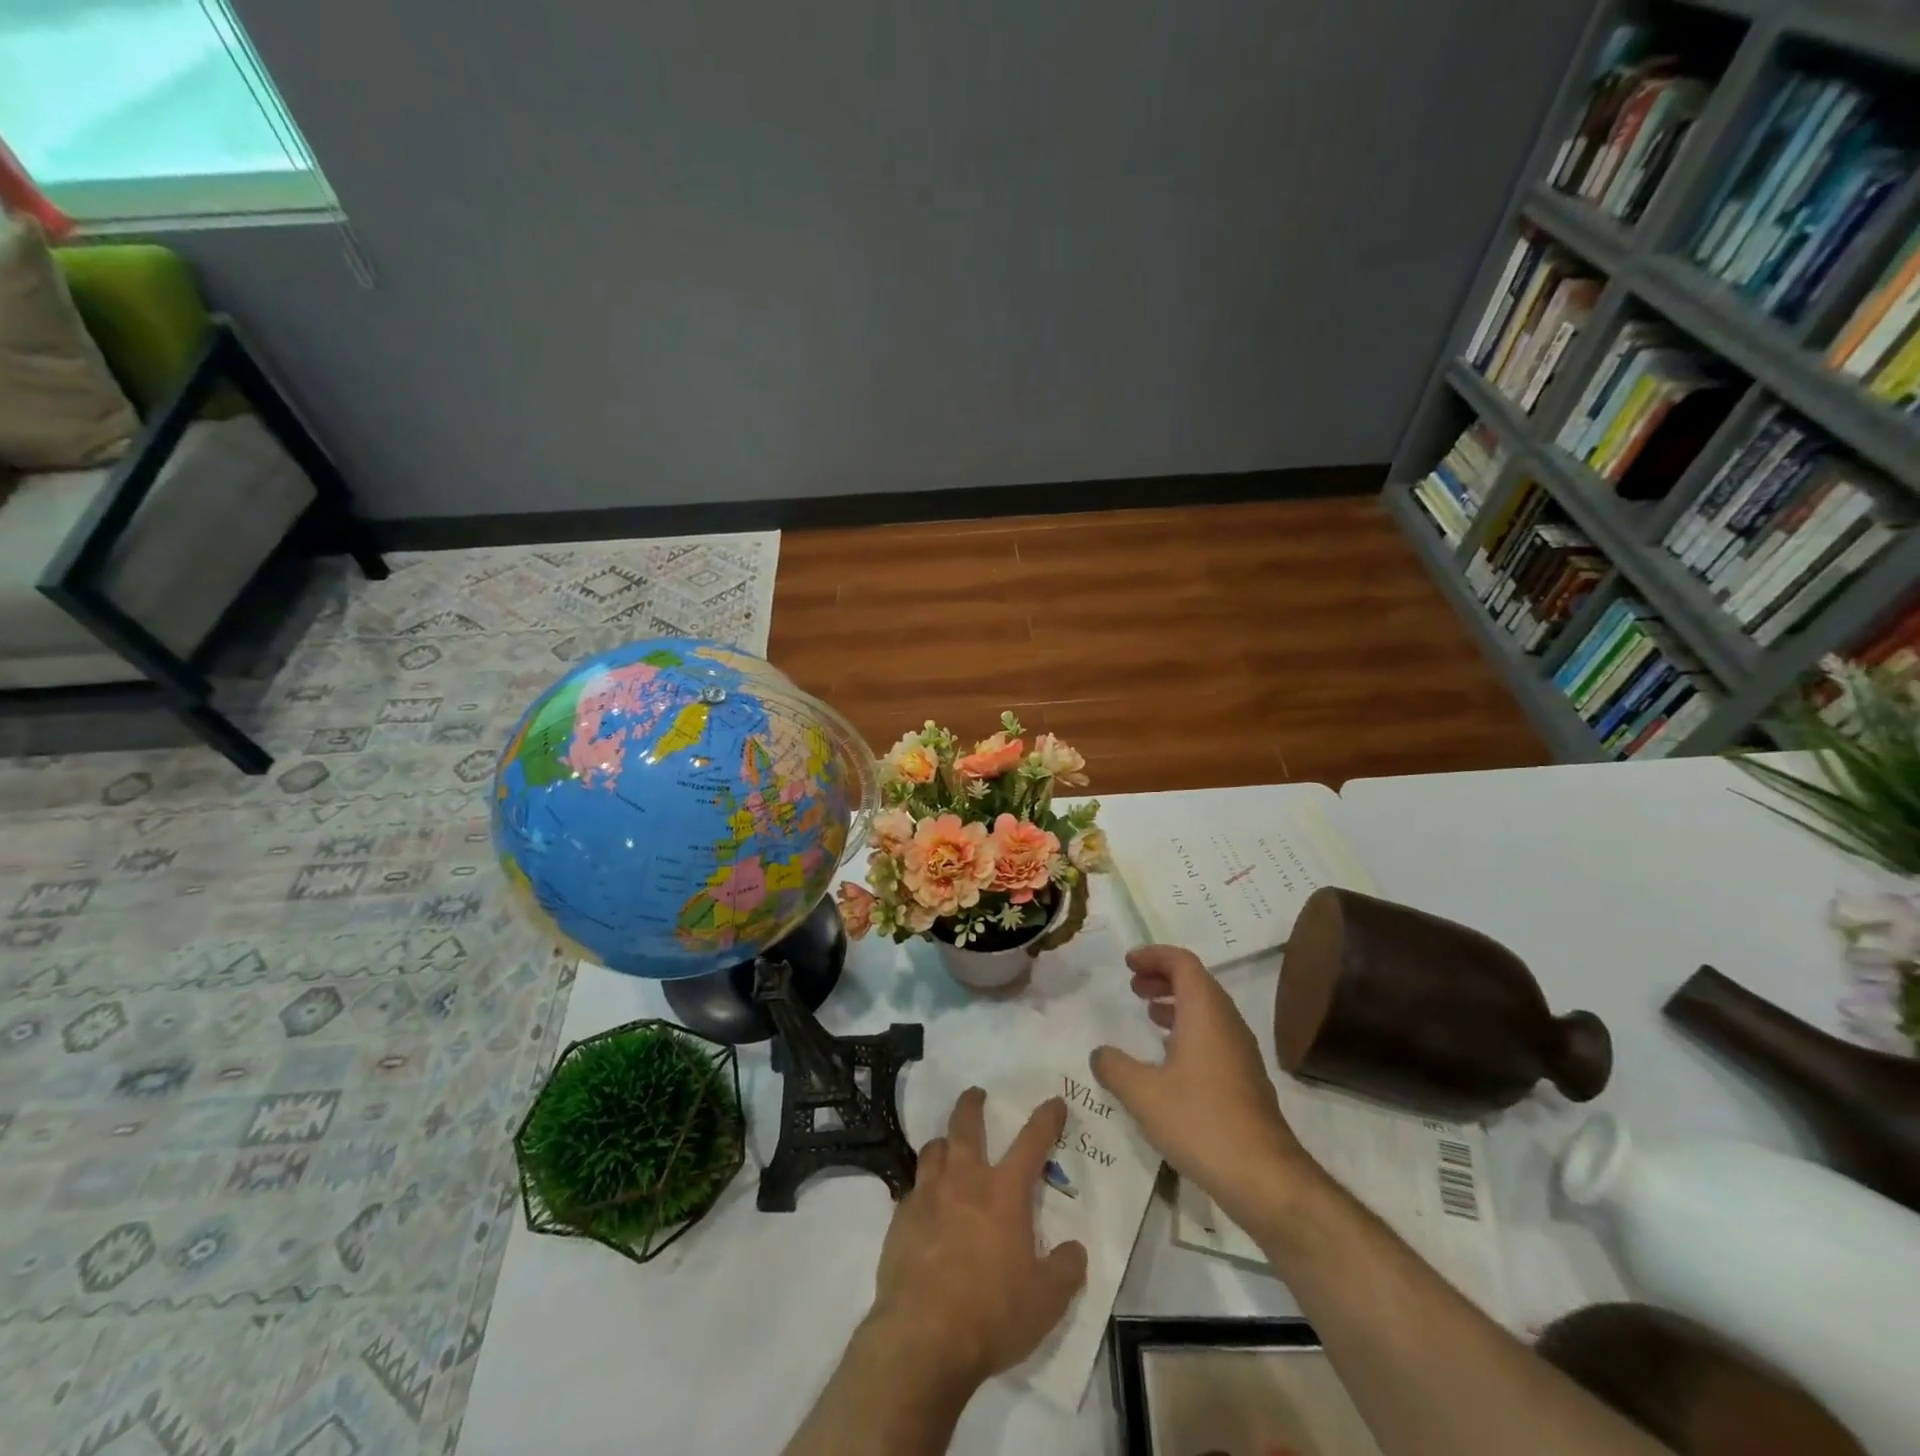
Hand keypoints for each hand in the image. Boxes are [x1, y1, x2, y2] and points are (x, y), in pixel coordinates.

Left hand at [868, 1089, 1088, 1390]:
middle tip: (976, 1094)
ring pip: (933, 1149)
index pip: (1031, 1141)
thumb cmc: (991, 1314)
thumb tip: (1074, 1249)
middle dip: (973, 1104)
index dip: (1046, 1119)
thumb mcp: (1045, 1302)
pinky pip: (913, 1189)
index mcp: (1003, 1192)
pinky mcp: (900, 1218)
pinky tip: (926, 1206)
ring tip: (948, 1147)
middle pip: (966, 1125)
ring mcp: (927, 1195)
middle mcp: (964, 1180)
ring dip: (944, 1143)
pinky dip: (923, 1188)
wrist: (921, 1337)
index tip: (1054, 1101)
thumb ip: (1065, 1270)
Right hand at [1090, 945, 1319, 1231]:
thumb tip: (1099, 1053)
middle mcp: (1227, 1022)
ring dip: (1176, 1003)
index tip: (1128, 963)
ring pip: (1207, 1009)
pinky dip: (1189, 1028)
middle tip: (1134, 986)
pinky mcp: (1245, 1078)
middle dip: (1163, 977)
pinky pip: (1214, 1034)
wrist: (1265, 1177)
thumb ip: (1114, 1067)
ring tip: (1148, 1014)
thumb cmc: (1201, 1123)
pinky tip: (1170, 1057)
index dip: (1154, 955)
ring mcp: (1241, 1051)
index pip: (1183, 962)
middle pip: (1197, 981)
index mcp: (1205, 1012)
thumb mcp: (1143, 1094)